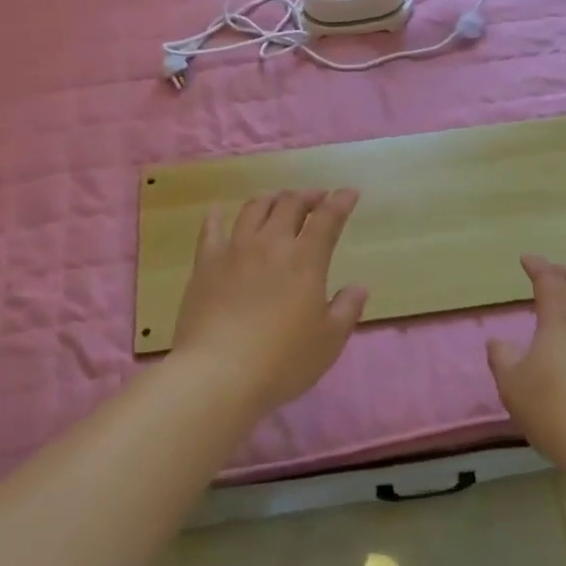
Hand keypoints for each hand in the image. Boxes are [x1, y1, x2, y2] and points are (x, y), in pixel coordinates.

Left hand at [168, 189, 368, 415]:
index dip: (340, 201)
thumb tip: (359, 286)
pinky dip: (216, 217)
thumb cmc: (282, 361)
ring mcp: (235, 250)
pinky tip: (217, 212)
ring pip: (254, 209)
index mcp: (305, 260)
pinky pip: (210, 230)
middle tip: (317, 198)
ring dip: (271, 199)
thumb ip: (347, 309)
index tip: (349, 192)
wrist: (218, 373)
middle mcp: (270, 244)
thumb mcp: (329, 341)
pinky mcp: (205, 264)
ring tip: (278, 200)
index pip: (327, 219)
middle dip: (307, 195)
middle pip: (290, 204)